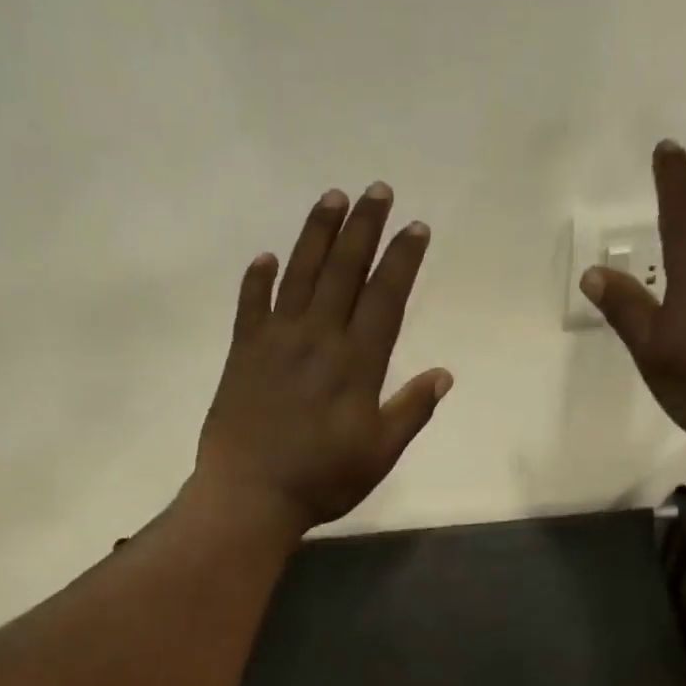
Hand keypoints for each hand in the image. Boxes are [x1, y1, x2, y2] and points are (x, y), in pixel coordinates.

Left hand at [195, 184, 451, 535]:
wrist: (250, 495)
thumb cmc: (322, 480)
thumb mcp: (379, 454)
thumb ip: (411, 411)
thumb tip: (444, 374)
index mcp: (356, 362)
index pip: (385, 297)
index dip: (402, 259)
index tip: (415, 226)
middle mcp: (318, 338)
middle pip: (343, 270)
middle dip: (363, 227)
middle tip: (377, 190)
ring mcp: (275, 341)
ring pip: (299, 274)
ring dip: (317, 234)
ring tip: (332, 199)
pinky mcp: (242, 353)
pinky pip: (251, 304)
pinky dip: (258, 279)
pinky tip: (265, 258)